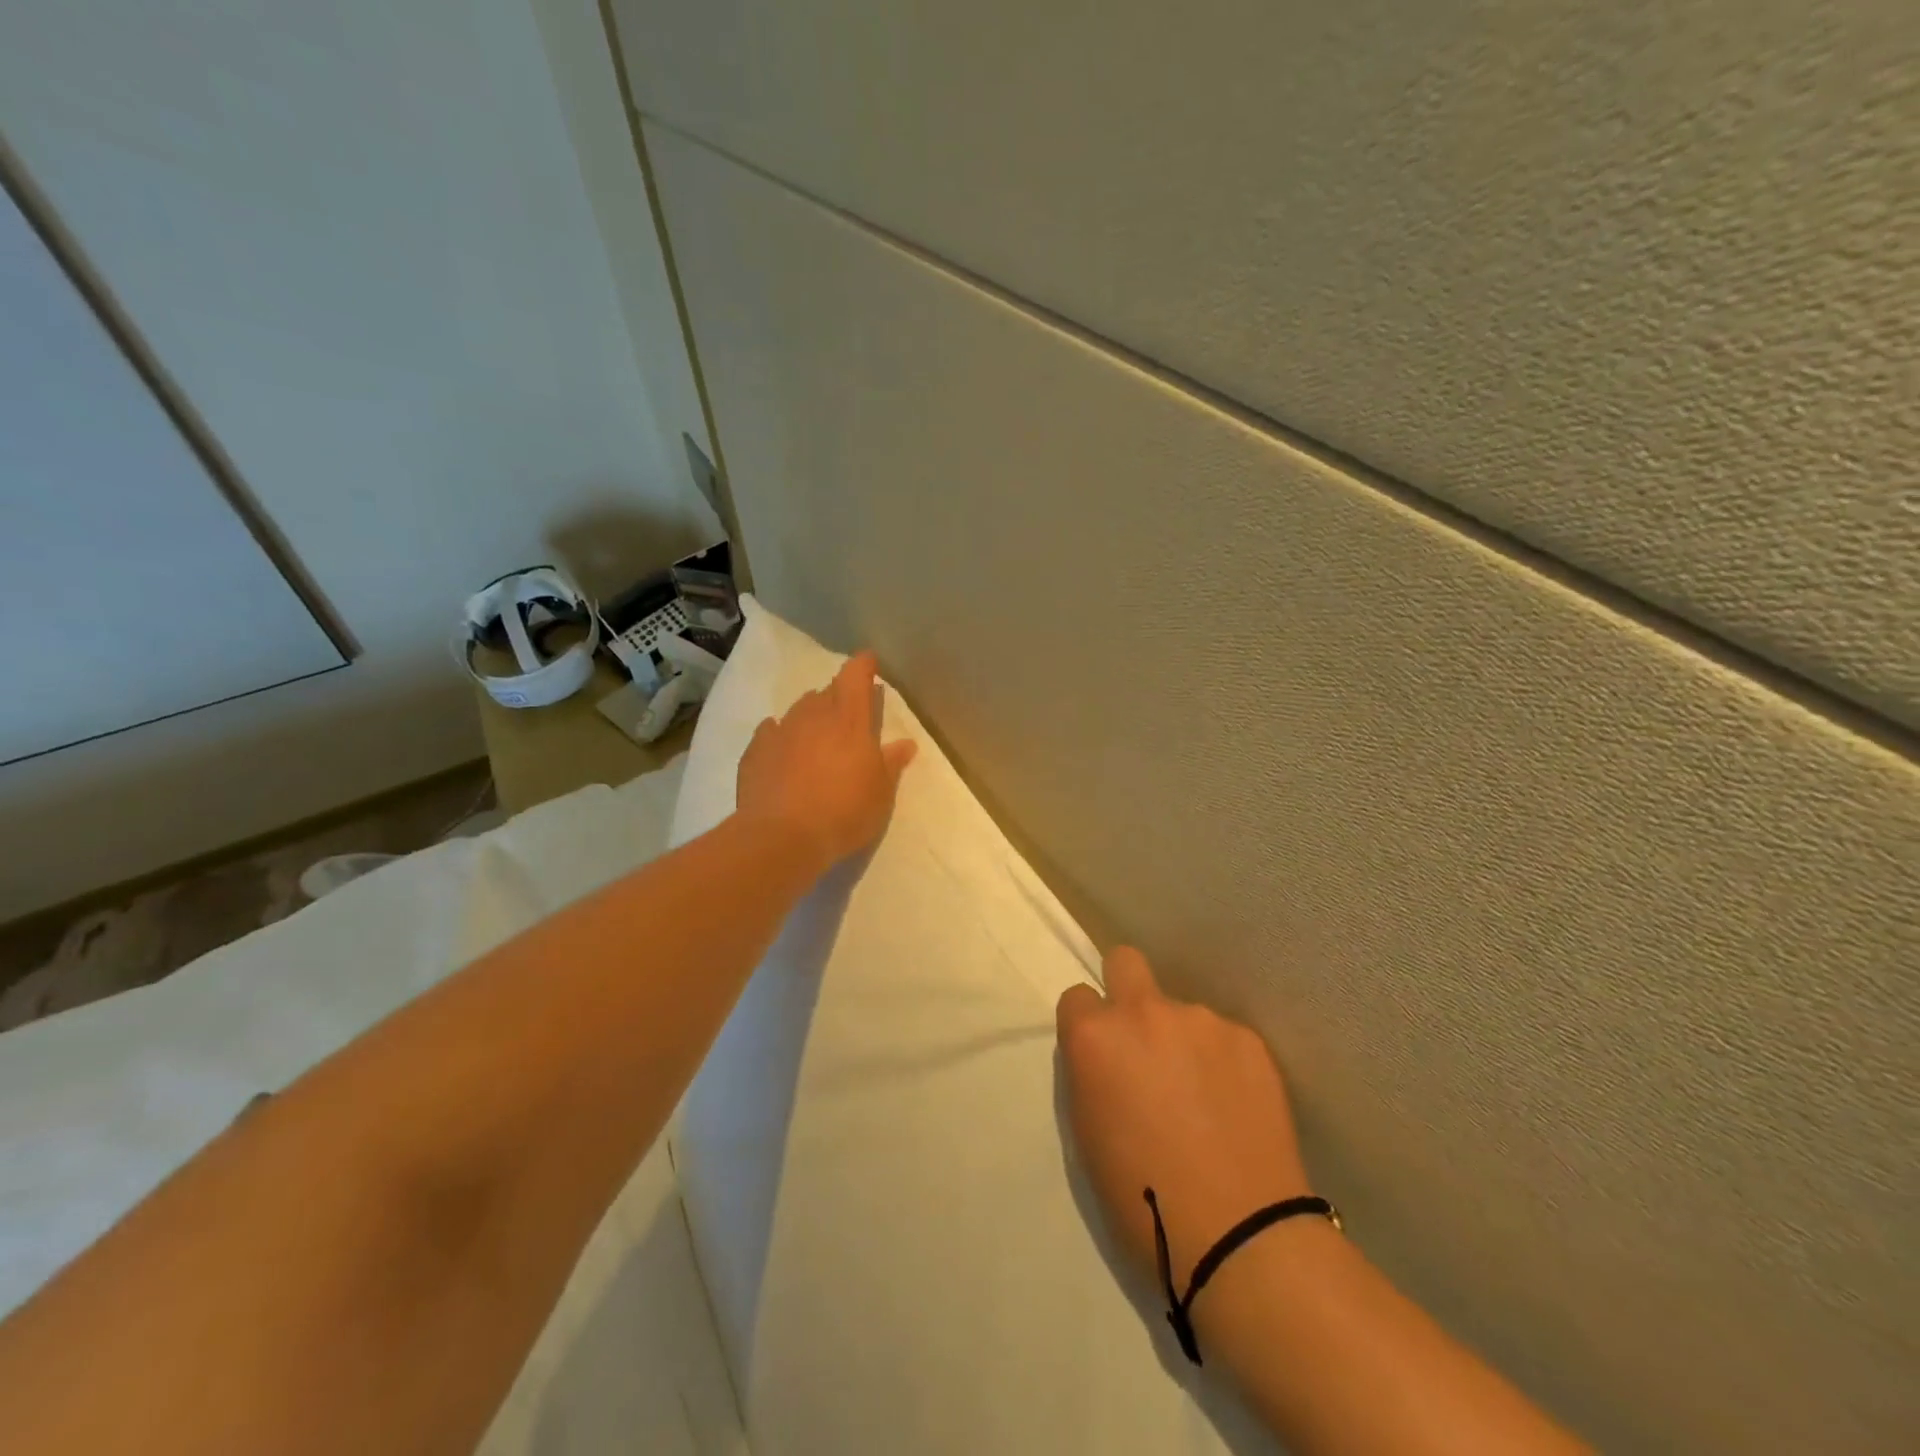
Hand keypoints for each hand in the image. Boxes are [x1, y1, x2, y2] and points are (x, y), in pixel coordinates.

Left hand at [735, 651, 917, 870]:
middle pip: (827, 691)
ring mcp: (781, 731)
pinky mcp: (755, 751)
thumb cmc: (844, 812)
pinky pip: (771, 731)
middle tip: (849, 712)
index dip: (863, 665)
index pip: (856, 676)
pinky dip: (780, 734)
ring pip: (799, 709)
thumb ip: (892, 763)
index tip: (869, 662)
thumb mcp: (881, 793)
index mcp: (850, 720)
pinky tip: (783, 745)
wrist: (782, 837)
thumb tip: (905, 743)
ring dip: (811, 714)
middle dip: (839, 695)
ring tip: (818, 732)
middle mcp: (813, 716)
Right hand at [1056, 947, 1312, 1291]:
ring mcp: (1201, 1020)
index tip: (1101, 1055)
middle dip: (1126, 988)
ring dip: (1182, 1038)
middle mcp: (1144, 1012)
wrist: (1239, 1236)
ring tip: (1203, 1096)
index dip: (1087, 1024)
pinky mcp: (1248, 1039)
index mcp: (1095, 1036)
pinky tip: (1235, 1106)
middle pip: (1125, 960)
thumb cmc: (1142, 1199)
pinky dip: (1223, 1061)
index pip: (1076, 995)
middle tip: (1143, 1042)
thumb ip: (1092, 1073)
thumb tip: (1109, 1057)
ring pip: (1182, 1010)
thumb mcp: (1087, 1132)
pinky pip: (1223, 1037)